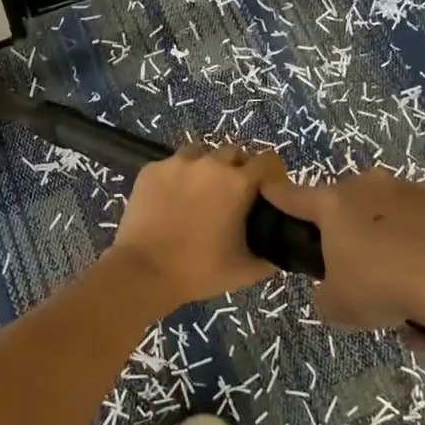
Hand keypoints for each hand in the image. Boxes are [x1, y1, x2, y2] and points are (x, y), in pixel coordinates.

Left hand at [110, 143, 282, 307]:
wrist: (144, 271)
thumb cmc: (200, 270)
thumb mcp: (247, 269)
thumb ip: (272, 253)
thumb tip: (280, 244)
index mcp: (238, 183)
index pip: (268, 160)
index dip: (272, 173)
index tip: (267, 190)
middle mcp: (210, 164)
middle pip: (235, 153)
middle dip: (239, 169)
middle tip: (233, 196)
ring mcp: (177, 163)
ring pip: (202, 153)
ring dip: (208, 168)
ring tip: (201, 193)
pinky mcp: (151, 169)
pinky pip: (173, 164)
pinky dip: (178, 176)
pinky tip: (172, 199)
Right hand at [257, 168, 424, 328]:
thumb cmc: (383, 284)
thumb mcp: (340, 306)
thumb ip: (326, 297)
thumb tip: (331, 294)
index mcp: (332, 205)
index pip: (293, 196)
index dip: (278, 196)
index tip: (268, 190)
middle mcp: (369, 188)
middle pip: (348, 206)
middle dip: (349, 233)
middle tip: (359, 272)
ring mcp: (412, 192)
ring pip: (392, 219)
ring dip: (393, 246)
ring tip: (408, 296)